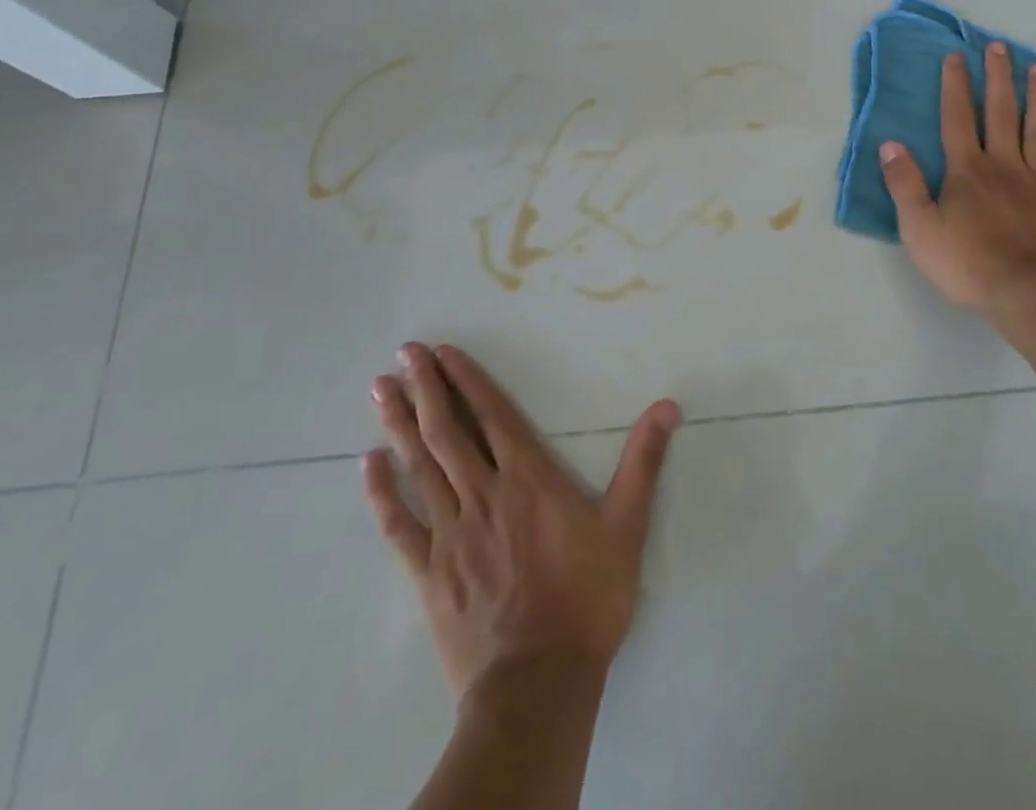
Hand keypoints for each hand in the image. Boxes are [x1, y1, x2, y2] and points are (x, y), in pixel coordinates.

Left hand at [362, 343, 679, 701]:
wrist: (537, 683)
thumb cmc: (587, 598)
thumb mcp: (627, 526)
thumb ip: (643, 462)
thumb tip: (667, 406)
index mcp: (528, 479)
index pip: (493, 416)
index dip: (467, 381)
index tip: (443, 353)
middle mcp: (483, 494)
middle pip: (448, 432)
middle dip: (425, 388)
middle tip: (404, 352)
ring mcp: (450, 533)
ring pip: (420, 467)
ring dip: (399, 424)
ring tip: (380, 390)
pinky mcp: (429, 572)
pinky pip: (399, 525)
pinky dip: (382, 492)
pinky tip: (368, 465)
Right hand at [878, 43, 1035, 316]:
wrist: (1035, 292)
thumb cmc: (970, 263)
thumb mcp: (919, 229)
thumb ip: (904, 185)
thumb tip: (890, 144)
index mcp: (967, 170)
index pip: (957, 118)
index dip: (955, 86)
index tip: (956, 56)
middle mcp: (1004, 164)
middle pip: (1000, 112)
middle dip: (997, 77)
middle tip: (999, 47)